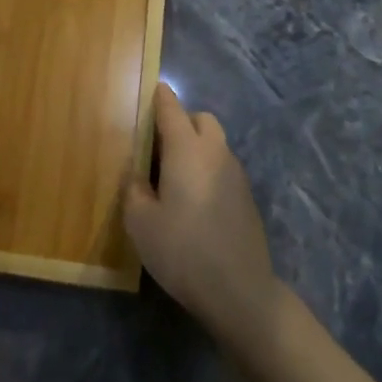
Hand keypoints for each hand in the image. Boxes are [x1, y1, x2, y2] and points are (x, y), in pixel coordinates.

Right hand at [123, 82, 280, 354]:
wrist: (239, 290)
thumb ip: (135, 188)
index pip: (171, 108)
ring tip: (173, 176)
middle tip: (157, 146)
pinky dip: (208, 169)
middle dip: (181, 121)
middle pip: (201, 119)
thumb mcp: (140, 221)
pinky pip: (223, 167)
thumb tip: (139, 173)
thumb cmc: (182, 250)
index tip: (149, 91)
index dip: (159, 97)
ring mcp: (236, 174)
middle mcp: (215, 152)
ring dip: (196, 147)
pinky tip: (194, 200)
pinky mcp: (247, 197)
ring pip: (215, 143)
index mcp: (186, 149)